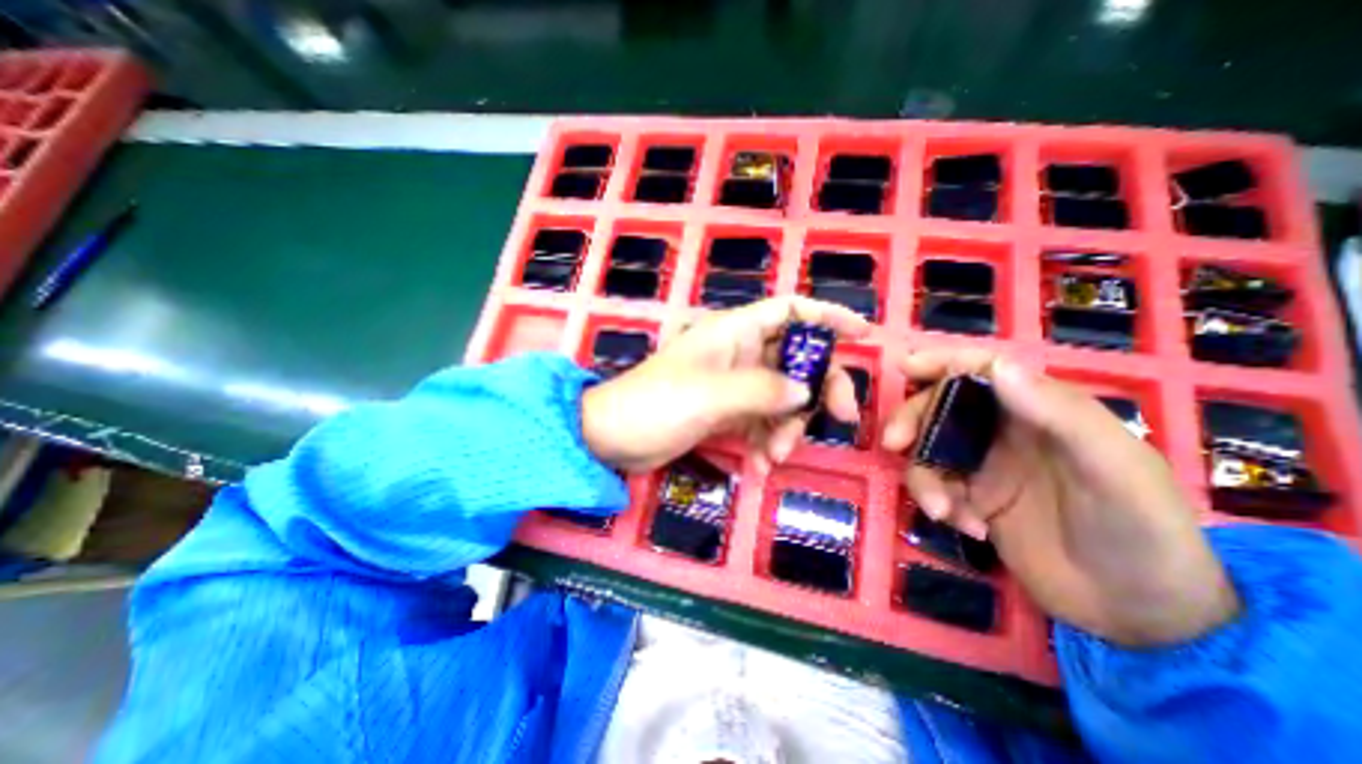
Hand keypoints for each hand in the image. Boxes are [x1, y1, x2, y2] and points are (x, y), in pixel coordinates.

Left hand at [580, 297, 865, 474]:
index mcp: (733, 332)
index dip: (826, 316)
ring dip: (787, 427)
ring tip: (775, 456)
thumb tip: (806, 391)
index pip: (789, 311)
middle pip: (796, 360)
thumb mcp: (712, 394)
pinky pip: (761, 422)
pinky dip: (766, 442)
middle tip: (839, 420)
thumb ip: (763, 390)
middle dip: (818, 389)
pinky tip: (759, 466)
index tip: (862, 335)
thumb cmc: (656, 404)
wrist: (613, 438)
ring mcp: (733, 385)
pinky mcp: (726, 412)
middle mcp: (738, 354)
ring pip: (782, 398)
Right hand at [879, 349, 1240, 648]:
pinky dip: (937, 501)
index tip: (904, 368)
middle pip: (940, 407)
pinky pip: (934, 485)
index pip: (983, 370)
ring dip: (924, 475)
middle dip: (913, 420)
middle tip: (895, 443)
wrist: (1139, 614)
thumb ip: (1058, 413)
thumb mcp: (1112, 469)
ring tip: (942, 510)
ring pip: (929, 448)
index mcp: (1041, 410)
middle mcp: (1005, 430)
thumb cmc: (1141, 531)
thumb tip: (996, 366)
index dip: (942, 363)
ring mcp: (985, 465)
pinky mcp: (972, 497)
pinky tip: (968, 527)